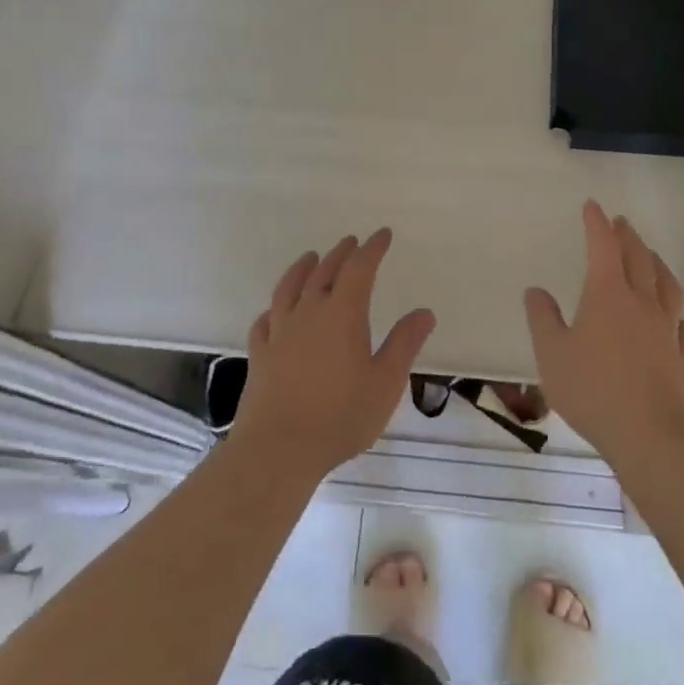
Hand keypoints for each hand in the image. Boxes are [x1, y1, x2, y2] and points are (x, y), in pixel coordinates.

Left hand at [232, 228, 435, 479]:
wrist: (277, 449)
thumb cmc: (340, 416)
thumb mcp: (385, 383)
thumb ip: (404, 344)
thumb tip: (424, 312)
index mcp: (343, 314)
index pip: (360, 268)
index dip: (372, 249)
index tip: (382, 235)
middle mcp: (309, 312)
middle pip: (325, 272)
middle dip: (341, 254)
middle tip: (352, 242)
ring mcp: (279, 332)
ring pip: (290, 288)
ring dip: (303, 268)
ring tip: (310, 257)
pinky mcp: (260, 354)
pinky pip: (265, 320)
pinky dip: (274, 308)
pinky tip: (274, 311)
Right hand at [523, 202, 683, 460]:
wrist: (650, 435)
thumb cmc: (593, 389)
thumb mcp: (551, 353)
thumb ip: (542, 319)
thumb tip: (536, 290)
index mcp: (608, 294)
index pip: (603, 247)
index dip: (597, 224)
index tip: (593, 206)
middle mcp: (642, 302)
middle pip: (638, 259)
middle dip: (628, 237)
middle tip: (622, 222)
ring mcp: (667, 329)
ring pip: (666, 285)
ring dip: (657, 264)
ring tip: (651, 256)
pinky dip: (677, 315)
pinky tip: (676, 320)